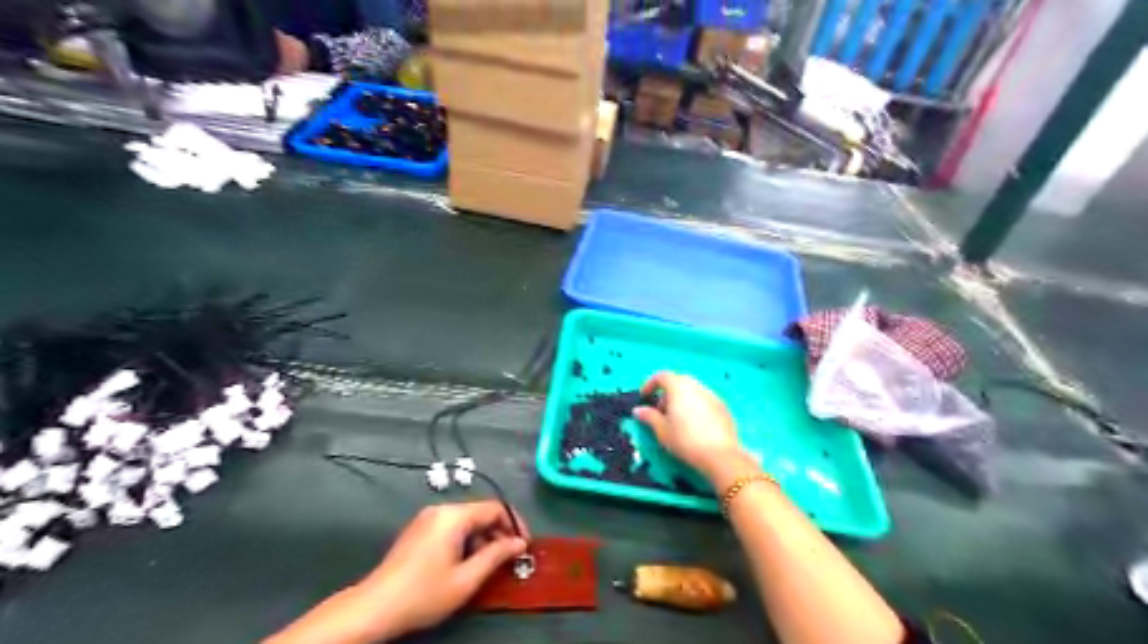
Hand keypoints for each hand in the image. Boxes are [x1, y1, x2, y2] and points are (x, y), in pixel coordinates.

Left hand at [357, 504, 529, 638]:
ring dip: (483, 538)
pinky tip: (466, 563)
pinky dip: (466, 540)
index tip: (524, 546)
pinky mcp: (419, 530)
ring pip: (467, 520)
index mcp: (454, 515)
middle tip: (509, 558)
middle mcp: (441, 509)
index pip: (495, 508)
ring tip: (488, 565)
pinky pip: (452, 526)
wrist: (375, 607)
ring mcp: (427, 518)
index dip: (514, 524)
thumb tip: (519, 543)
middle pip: (480, 512)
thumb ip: (496, 556)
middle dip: (499, 533)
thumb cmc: (424, 593)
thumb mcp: (466, 579)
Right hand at [633, 371, 750, 478]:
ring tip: (677, 420)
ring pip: (692, 391)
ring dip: (681, 399)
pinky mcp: (723, 407)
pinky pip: (704, 400)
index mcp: (679, 387)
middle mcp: (696, 386)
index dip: (650, 384)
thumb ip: (649, 417)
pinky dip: (695, 406)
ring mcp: (712, 395)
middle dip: (666, 393)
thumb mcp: (662, 430)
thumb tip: (638, 410)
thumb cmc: (685, 440)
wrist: (720, 455)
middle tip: (660, 411)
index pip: (661, 376)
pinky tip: (694, 426)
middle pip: (678, 381)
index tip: (644, 397)